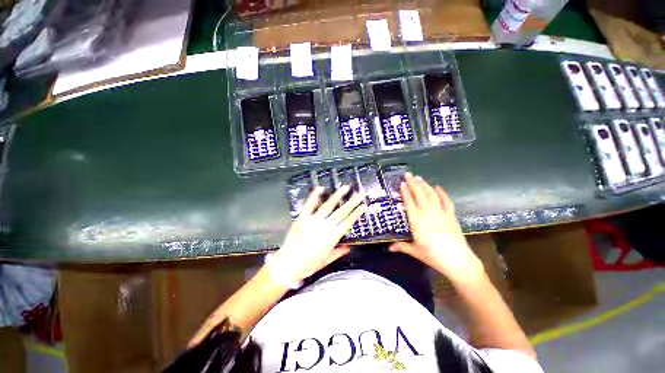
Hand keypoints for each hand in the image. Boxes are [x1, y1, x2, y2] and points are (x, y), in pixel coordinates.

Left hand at [271, 185, 366, 283]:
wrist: (289, 264)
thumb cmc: (309, 264)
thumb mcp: (327, 260)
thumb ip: (339, 252)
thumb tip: (350, 247)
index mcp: (333, 237)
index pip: (348, 222)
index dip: (357, 213)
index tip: (364, 205)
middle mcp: (325, 226)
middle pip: (342, 212)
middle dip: (352, 202)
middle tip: (360, 193)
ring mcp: (313, 220)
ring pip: (328, 205)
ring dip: (338, 195)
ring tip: (345, 187)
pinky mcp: (302, 218)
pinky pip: (309, 205)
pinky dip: (314, 196)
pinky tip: (321, 188)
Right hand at [390, 173, 483, 282]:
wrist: (458, 261)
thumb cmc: (433, 256)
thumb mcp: (415, 251)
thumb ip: (401, 246)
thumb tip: (389, 248)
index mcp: (417, 221)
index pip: (409, 203)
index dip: (405, 192)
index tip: (402, 184)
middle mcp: (428, 214)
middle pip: (420, 195)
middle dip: (413, 183)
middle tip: (408, 174)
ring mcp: (441, 213)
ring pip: (431, 195)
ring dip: (425, 185)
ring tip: (419, 178)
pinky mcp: (451, 216)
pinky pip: (446, 201)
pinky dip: (442, 193)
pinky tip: (438, 187)